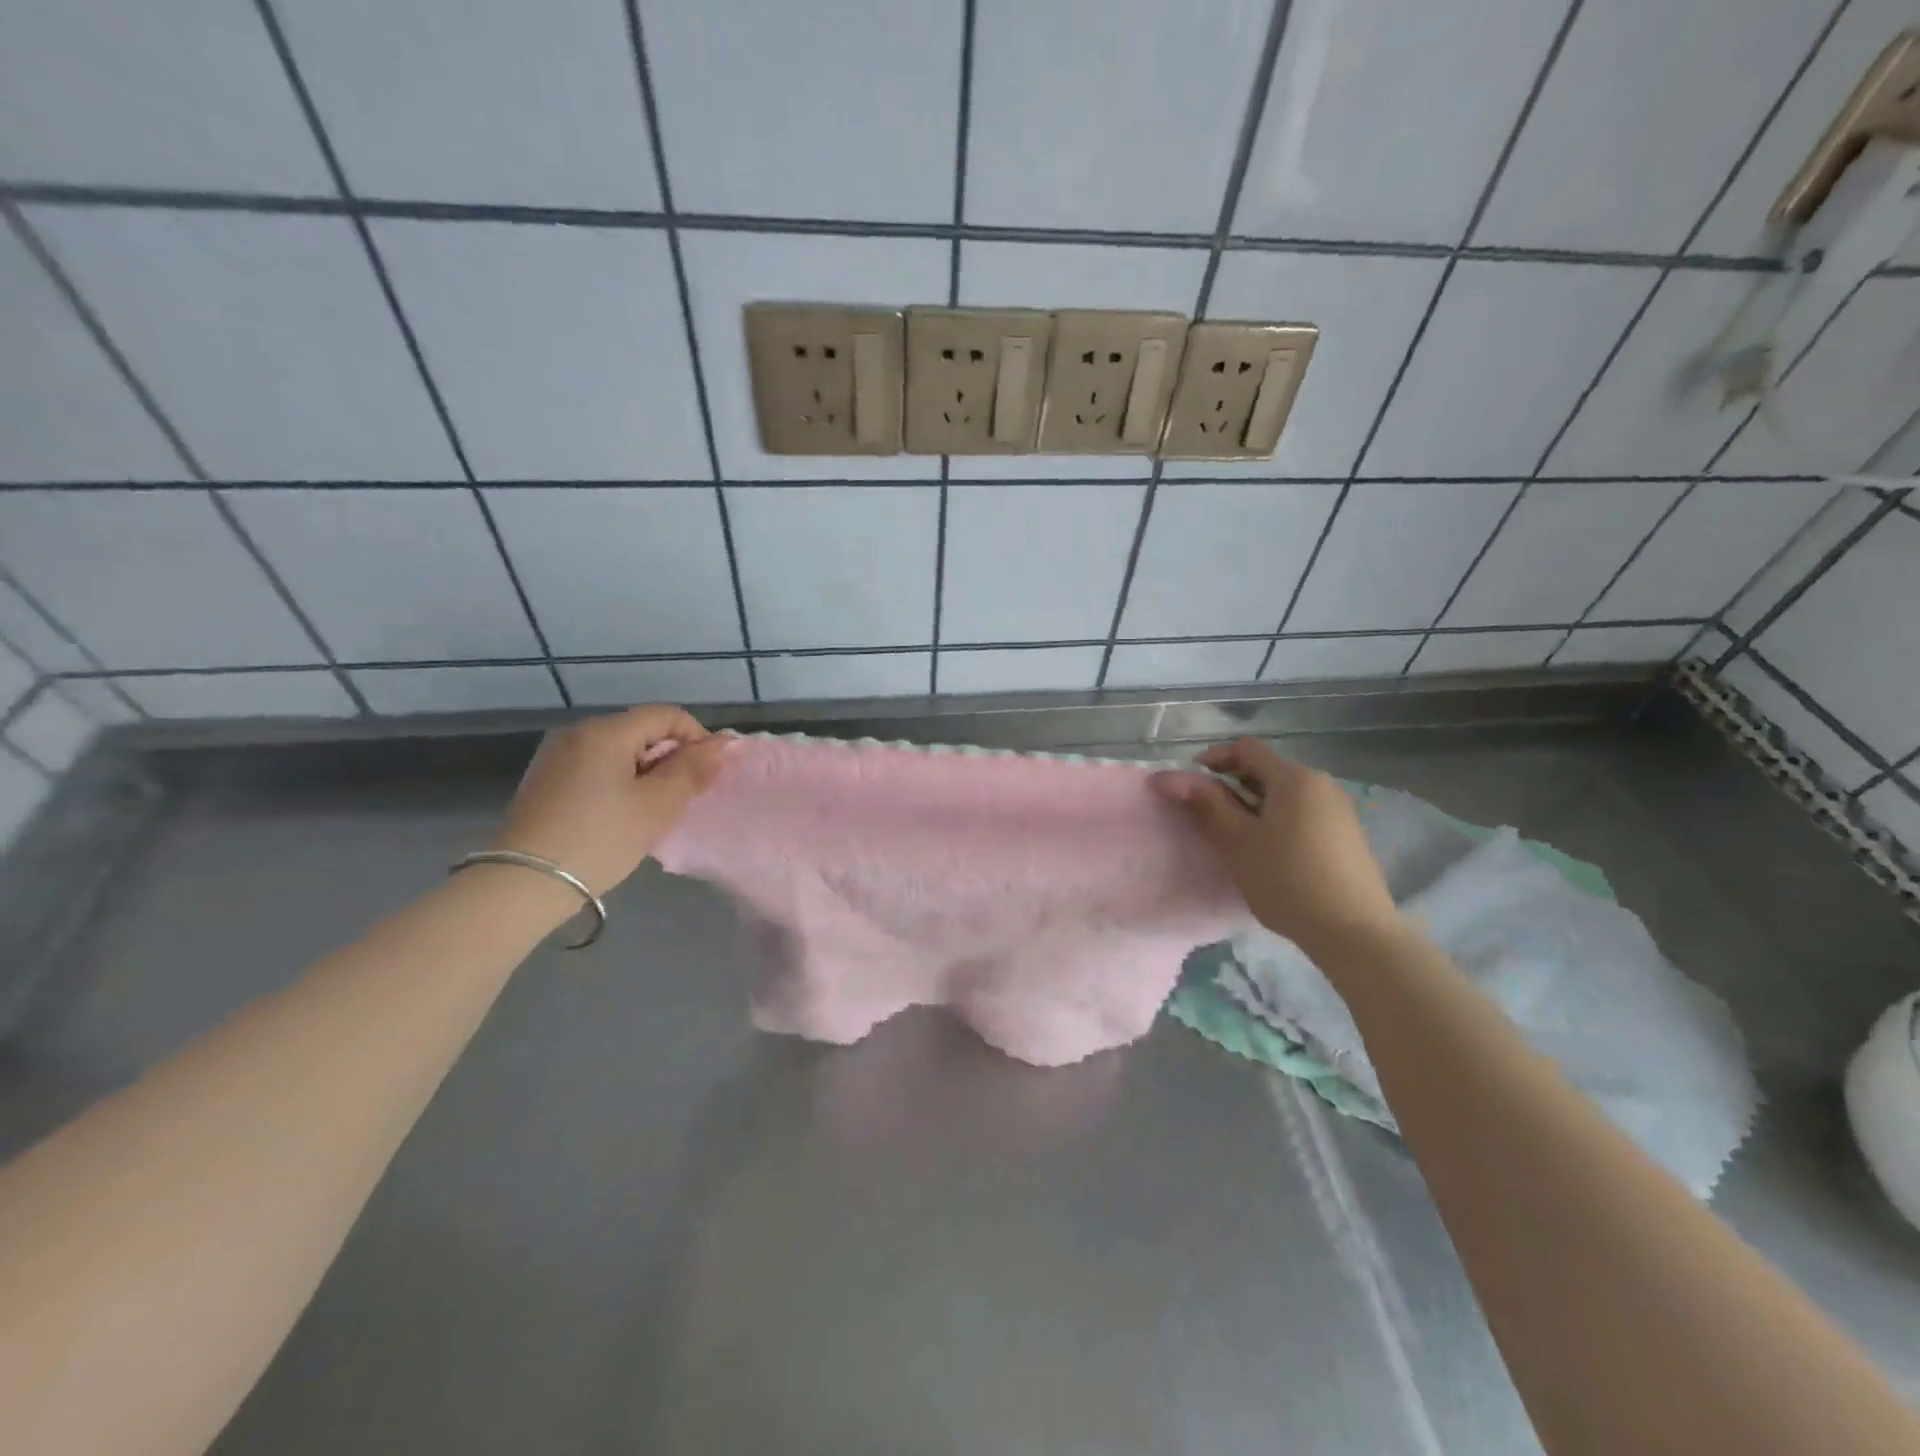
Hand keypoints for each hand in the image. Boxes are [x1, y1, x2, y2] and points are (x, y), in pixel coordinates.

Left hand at [491, 705, 729, 895]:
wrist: (522, 885)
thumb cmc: (599, 840)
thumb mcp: (657, 806)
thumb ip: (693, 770)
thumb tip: (722, 744)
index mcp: (605, 731)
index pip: (667, 715)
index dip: (697, 738)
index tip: (706, 775)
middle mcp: (577, 733)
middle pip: (641, 730)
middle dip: (670, 758)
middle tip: (681, 798)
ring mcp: (556, 756)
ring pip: (619, 750)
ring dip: (646, 772)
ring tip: (653, 810)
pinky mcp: (545, 780)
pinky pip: (596, 767)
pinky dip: (620, 782)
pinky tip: (621, 816)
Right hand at [1154, 738, 1398, 958]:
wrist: (1354, 933)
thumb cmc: (1286, 880)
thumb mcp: (1236, 841)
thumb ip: (1205, 804)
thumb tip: (1169, 777)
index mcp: (1294, 778)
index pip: (1246, 749)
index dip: (1212, 758)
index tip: (1189, 784)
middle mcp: (1321, 784)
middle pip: (1267, 770)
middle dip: (1232, 785)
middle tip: (1206, 815)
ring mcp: (1339, 810)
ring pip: (1285, 794)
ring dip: (1254, 805)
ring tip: (1235, 837)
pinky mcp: (1347, 836)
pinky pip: (1303, 814)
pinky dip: (1277, 820)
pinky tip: (1268, 853)